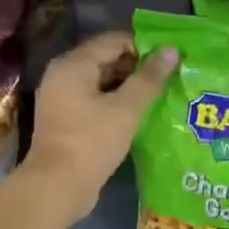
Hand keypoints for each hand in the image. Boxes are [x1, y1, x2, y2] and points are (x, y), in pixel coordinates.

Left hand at [23, 31, 176, 220]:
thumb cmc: (92, 141)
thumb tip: (171, 50)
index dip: (143, 47)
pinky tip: (139, 113)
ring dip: (128, 87)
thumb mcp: (126, 108)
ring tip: (160, 95)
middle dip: (137, 67)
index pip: (113, 41)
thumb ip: (149, 78)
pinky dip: (115, 103)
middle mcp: (62, 75)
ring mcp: (61, 98)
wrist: (57, 187)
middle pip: (106, 59)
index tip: (170, 59)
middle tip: (169, 77)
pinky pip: (95, 101)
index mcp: (73, 64)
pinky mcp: (66, 120)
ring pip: (101, 82)